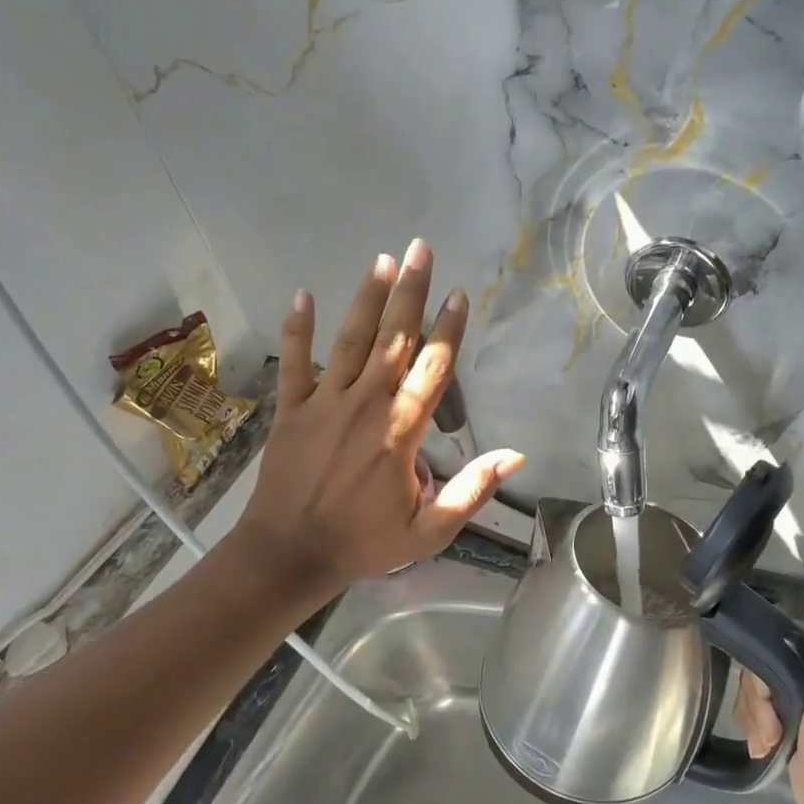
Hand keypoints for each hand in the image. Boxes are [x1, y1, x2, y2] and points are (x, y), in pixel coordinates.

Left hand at [233, 239, 524, 595]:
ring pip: (349, 340)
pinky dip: (297, 329)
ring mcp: (323, 403)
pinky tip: (303, 295)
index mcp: (400, 431)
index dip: (448, 328)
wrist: (288, 555)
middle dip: (410, 291)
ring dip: (367, 298)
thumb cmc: (363, 543)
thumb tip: (515, 455)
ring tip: (382, 260)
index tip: (459, 294)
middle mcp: (365, 404)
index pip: (432, 368)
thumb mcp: (430, 531)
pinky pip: (294, 362)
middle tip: (421, 248)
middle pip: (393, 338)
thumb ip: (472, 490)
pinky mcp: (291, 410)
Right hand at [735, 570, 803, 803]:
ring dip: (755, 719)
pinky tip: (765, 749)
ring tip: (773, 742)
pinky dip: (753, 732)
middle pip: (754, 667)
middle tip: (773, 725)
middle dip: (756, 700)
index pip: (770, 636)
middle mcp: (803, 671)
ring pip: (748, 692)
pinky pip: (749, 715)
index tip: (764, 690)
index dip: (759, 658)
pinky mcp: (779, 726)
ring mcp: (790, 700)